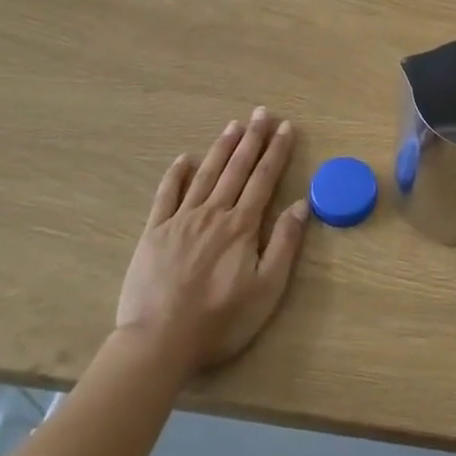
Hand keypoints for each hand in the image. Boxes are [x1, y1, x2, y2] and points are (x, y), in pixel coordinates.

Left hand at [116, 109, 309, 370]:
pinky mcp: (153, 233)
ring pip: (206, 175)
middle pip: (237, 168)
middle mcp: (213, 213)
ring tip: (234, 125)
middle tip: (261, 112)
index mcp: (241, 226)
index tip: (285, 127)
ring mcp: (180, 221)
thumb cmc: (220, 321)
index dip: (276, 151)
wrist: (158, 343)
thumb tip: (301, 205)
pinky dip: (176, 174)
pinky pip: (166, 195)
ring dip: (222, 148)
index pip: (264, 179)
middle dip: (252, 138)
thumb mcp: (266, 290)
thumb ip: (284, 244)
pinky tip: (184, 158)